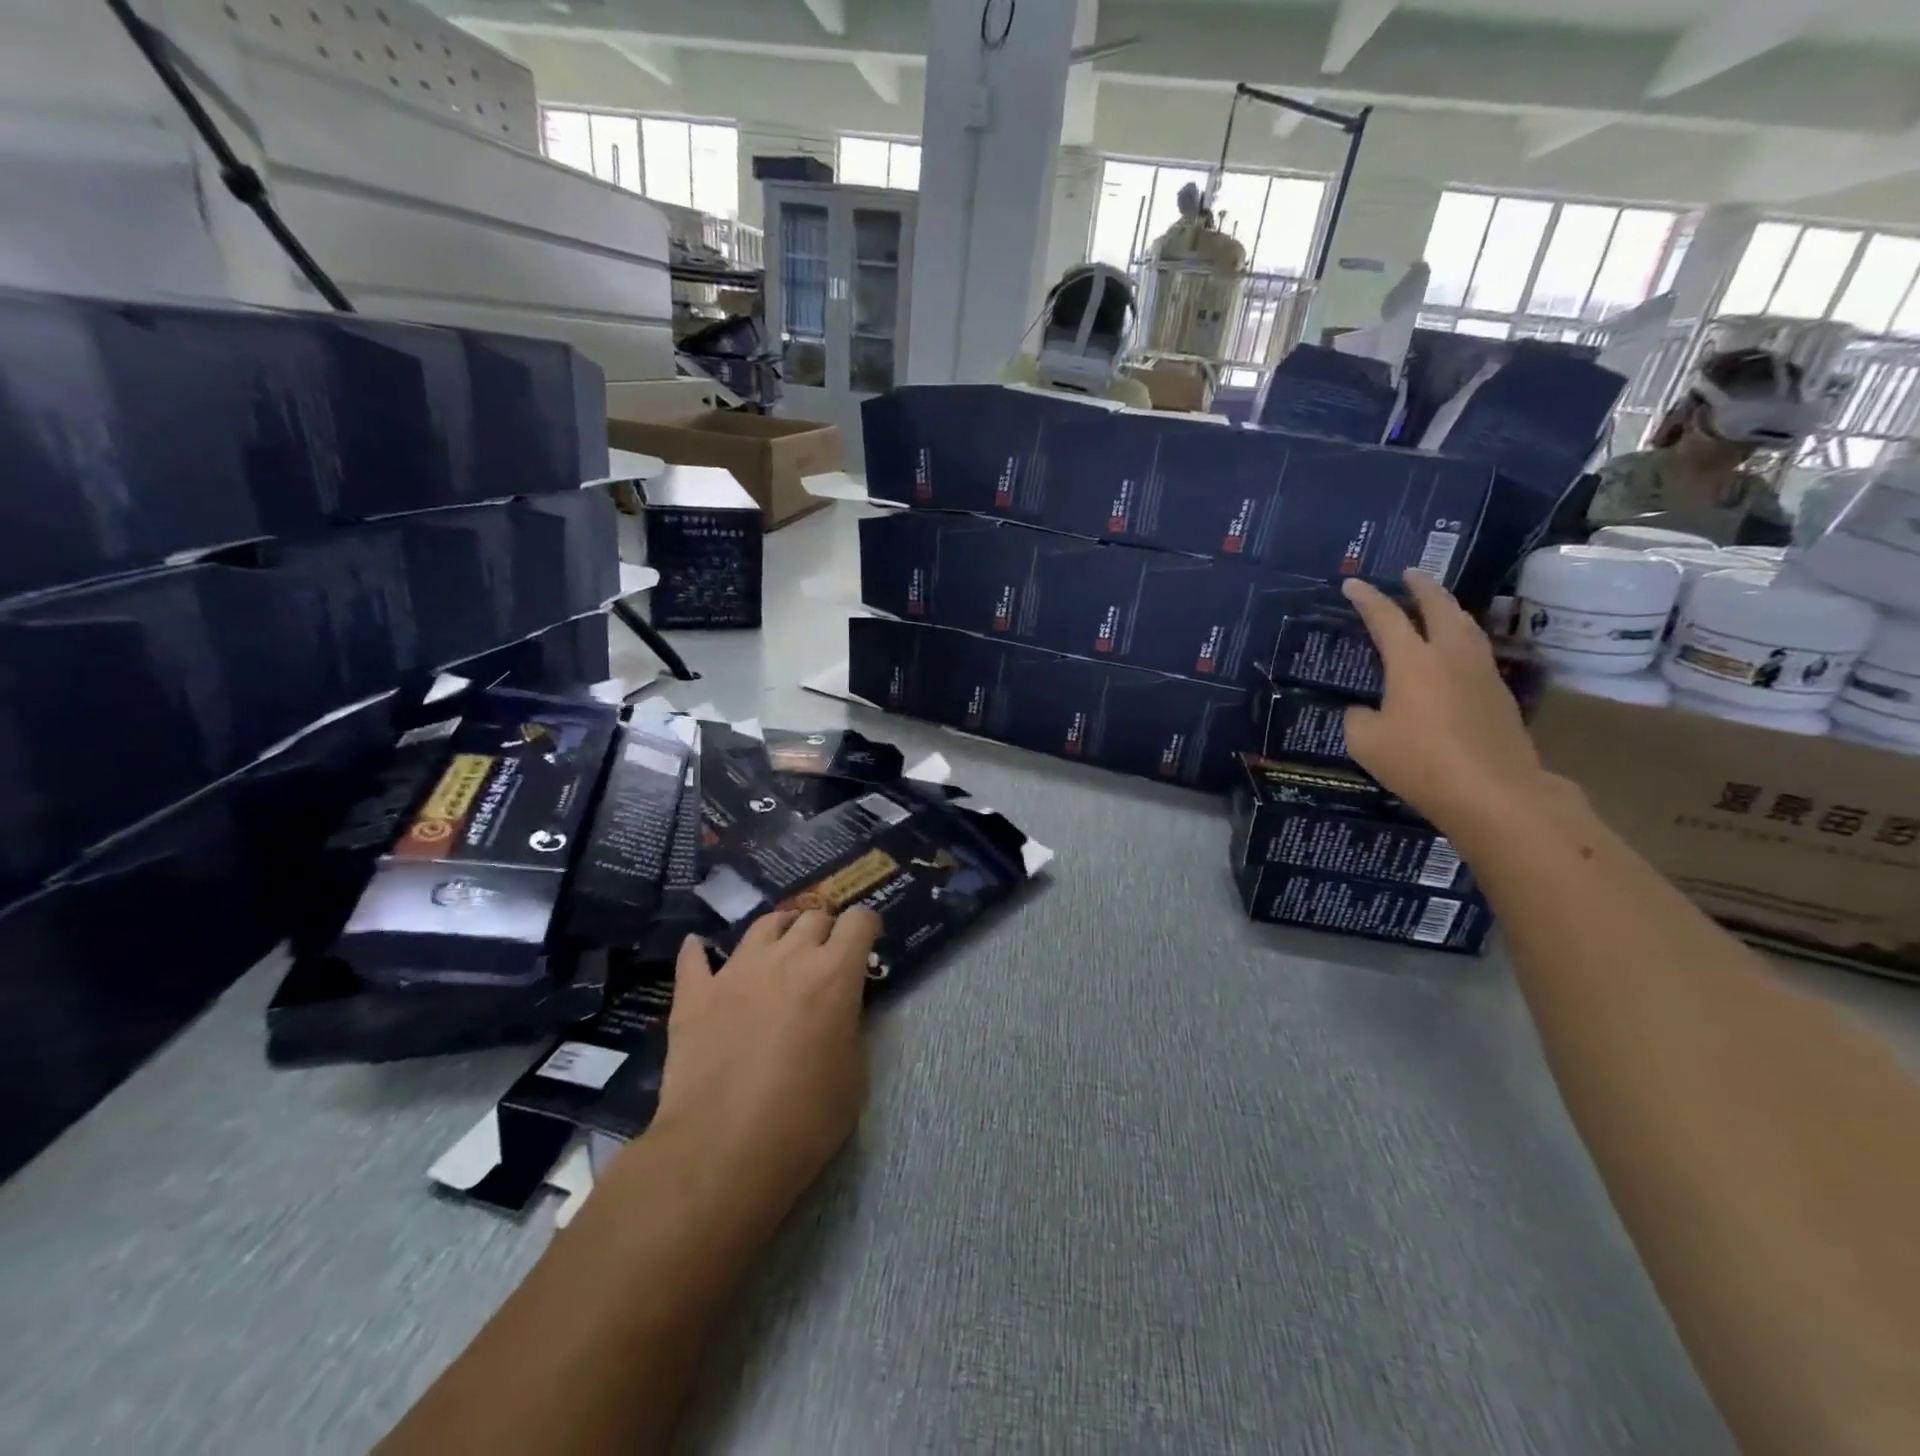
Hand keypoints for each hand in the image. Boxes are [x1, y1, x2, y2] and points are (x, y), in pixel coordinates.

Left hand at [648, 907, 881, 1215]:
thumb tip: (840, 1010)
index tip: (868, 941)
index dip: (867, 926)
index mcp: (834, 973)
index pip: (858, 920)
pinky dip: (702, 951)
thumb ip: (851, 1026)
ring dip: (780, 930)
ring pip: (763, 924)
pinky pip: (695, 957)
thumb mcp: (854, 1074)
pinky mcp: (695, 993)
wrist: (722, 1151)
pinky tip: (702, 949)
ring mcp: (736, 970)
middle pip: (813, 916)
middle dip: (826, 928)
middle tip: (826, 954)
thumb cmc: (804, 1120)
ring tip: (781, 947)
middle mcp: (787, 957)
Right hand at [1341, 571, 1548, 834]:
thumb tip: (1364, 709)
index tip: (1352, 584)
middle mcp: (1450, 655)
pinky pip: (1477, 649)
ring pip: (1465, 624)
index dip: (1366, 598)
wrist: (1494, 791)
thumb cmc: (1420, 762)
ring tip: (1436, 604)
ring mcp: (1481, 672)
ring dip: (1448, 608)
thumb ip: (1359, 717)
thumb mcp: (1366, 742)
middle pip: (1438, 607)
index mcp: (1412, 661)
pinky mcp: (1499, 693)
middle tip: (1409, 574)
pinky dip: (1461, 636)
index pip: (1385, 617)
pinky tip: (1455, 649)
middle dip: (1421, 586)